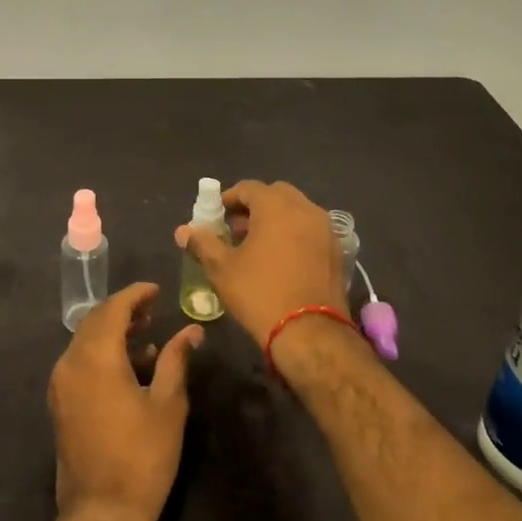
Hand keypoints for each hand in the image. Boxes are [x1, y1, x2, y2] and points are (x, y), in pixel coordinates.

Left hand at [48, 282, 202, 520]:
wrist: (101, 513)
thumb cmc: (141, 457)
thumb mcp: (167, 405)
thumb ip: (176, 360)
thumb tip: (191, 331)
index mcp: (95, 358)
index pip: (112, 309)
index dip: (135, 294)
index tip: (157, 289)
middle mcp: (70, 363)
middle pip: (94, 321)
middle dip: (123, 310)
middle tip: (153, 308)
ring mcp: (61, 385)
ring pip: (85, 342)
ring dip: (113, 332)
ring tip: (147, 334)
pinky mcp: (61, 404)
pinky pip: (80, 363)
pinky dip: (103, 354)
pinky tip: (131, 366)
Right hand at [174, 179, 346, 346]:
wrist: (310, 333)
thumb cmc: (260, 293)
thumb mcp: (222, 269)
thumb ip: (203, 243)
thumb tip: (183, 230)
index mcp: (276, 206)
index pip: (249, 188)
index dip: (229, 198)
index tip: (217, 216)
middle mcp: (305, 209)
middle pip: (276, 194)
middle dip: (255, 206)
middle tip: (237, 229)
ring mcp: (326, 229)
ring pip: (297, 211)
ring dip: (277, 219)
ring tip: (259, 246)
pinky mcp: (338, 251)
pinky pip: (311, 231)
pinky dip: (295, 234)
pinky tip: (283, 260)